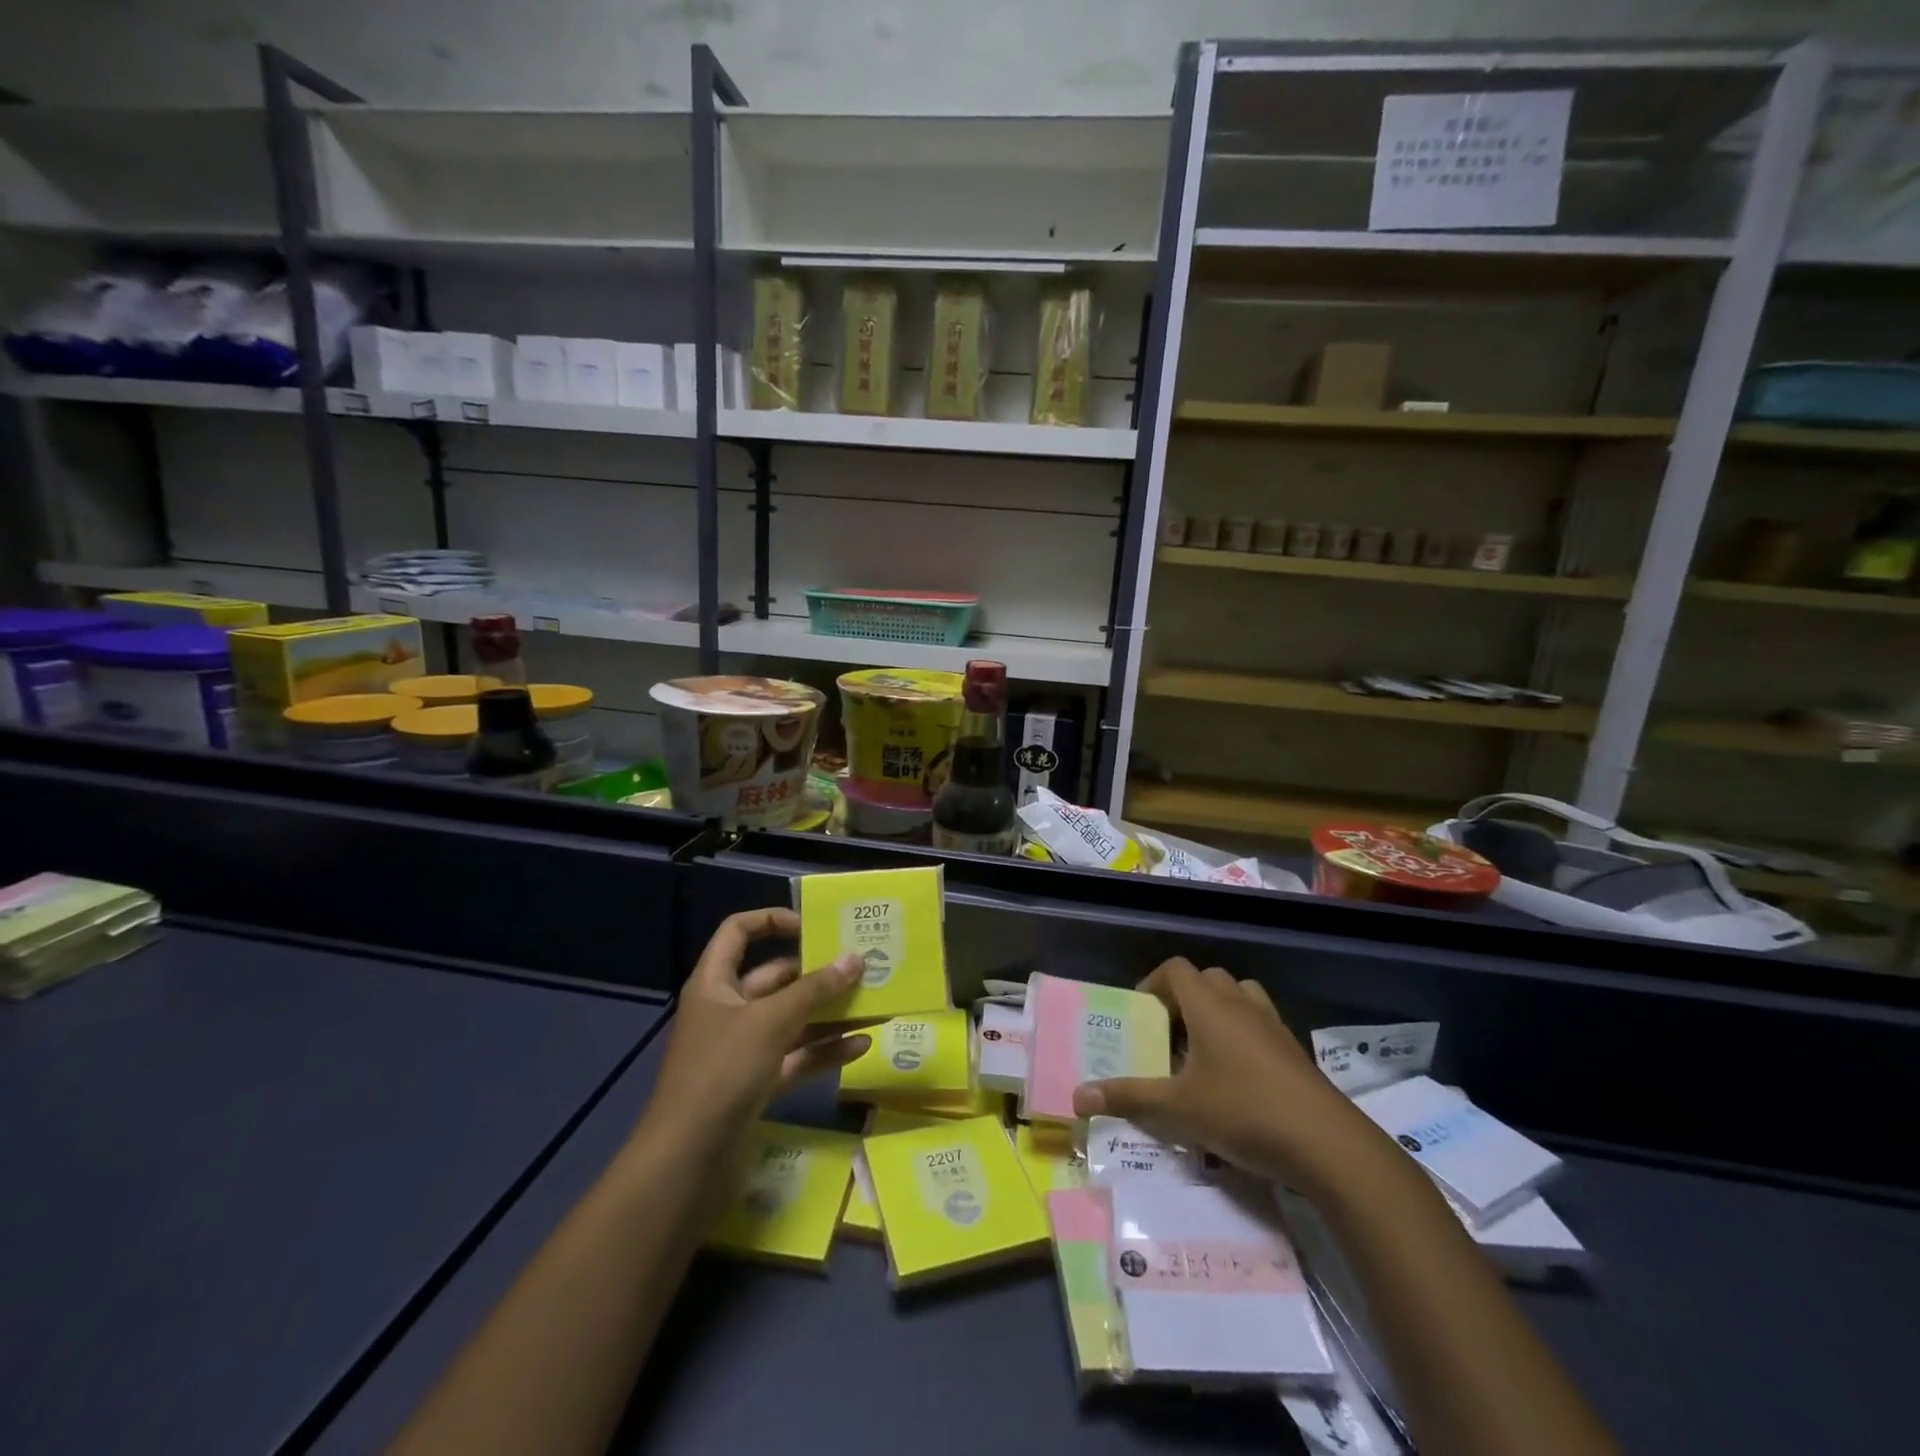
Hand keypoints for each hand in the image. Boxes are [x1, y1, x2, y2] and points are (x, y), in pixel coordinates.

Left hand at [641, 908, 868, 1158]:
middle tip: (860, 966)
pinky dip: (825, 1051)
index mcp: (715, 983)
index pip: (738, 932)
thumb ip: (815, 990)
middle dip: (816, 973)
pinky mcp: (757, 1085)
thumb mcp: (770, 1022)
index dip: (771, 920)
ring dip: (828, 1013)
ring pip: (791, 1020)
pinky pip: (796, 1058)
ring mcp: (742, 1050)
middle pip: (774, 978)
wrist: (686, 1164)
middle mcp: (728, 1010)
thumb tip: (855, 958)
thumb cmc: (721, 1073)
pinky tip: (861, 1046)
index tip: (812, 925)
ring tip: (872, 1003)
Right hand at [1071, 957, 1378, 1194]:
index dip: (1153, 983)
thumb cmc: (1243, 1112)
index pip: (1175, 969)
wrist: (1327, 1144)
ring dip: (1218, 1011)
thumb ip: (1128, 1098)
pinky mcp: (1295, 1050)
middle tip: (1169, 1034)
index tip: (1141, 1014)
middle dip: (1184, 999)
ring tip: (1203, 1050)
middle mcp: (1241, 1004)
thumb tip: (1077, 1096)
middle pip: (1207, 978)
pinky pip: (1261, 1024)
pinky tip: (1237, 1077)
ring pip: (1239, 996)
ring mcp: (1273, 1025)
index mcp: (1209, 1005)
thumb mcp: (1178, 1108)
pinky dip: (1244, 1034)